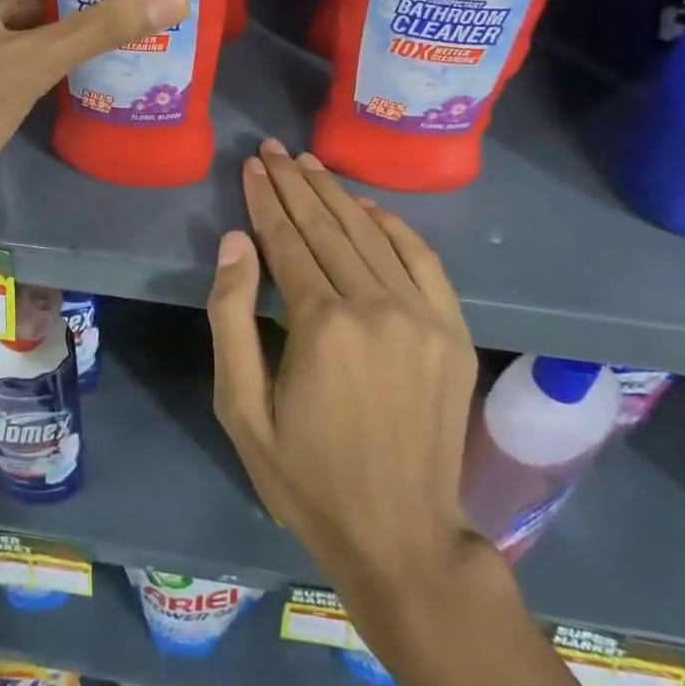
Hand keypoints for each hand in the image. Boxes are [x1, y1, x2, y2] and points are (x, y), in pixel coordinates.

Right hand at [208, 139, 480, 612]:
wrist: (402, 536)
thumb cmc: (307, 477)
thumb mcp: (242, 409)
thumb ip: (232, 317)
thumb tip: (235, 241)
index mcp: (321, 325)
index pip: (286, 240)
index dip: (265, 200)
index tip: (251, 166)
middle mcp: (375, 306)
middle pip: (327, 227)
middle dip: (294, 183)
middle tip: (272, 149)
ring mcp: (422, 316)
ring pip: (371, 234)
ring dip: (336, 194)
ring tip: (308, 163)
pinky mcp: (453, 331)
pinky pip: (422, 260)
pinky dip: (393, 226)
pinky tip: (368, 206)